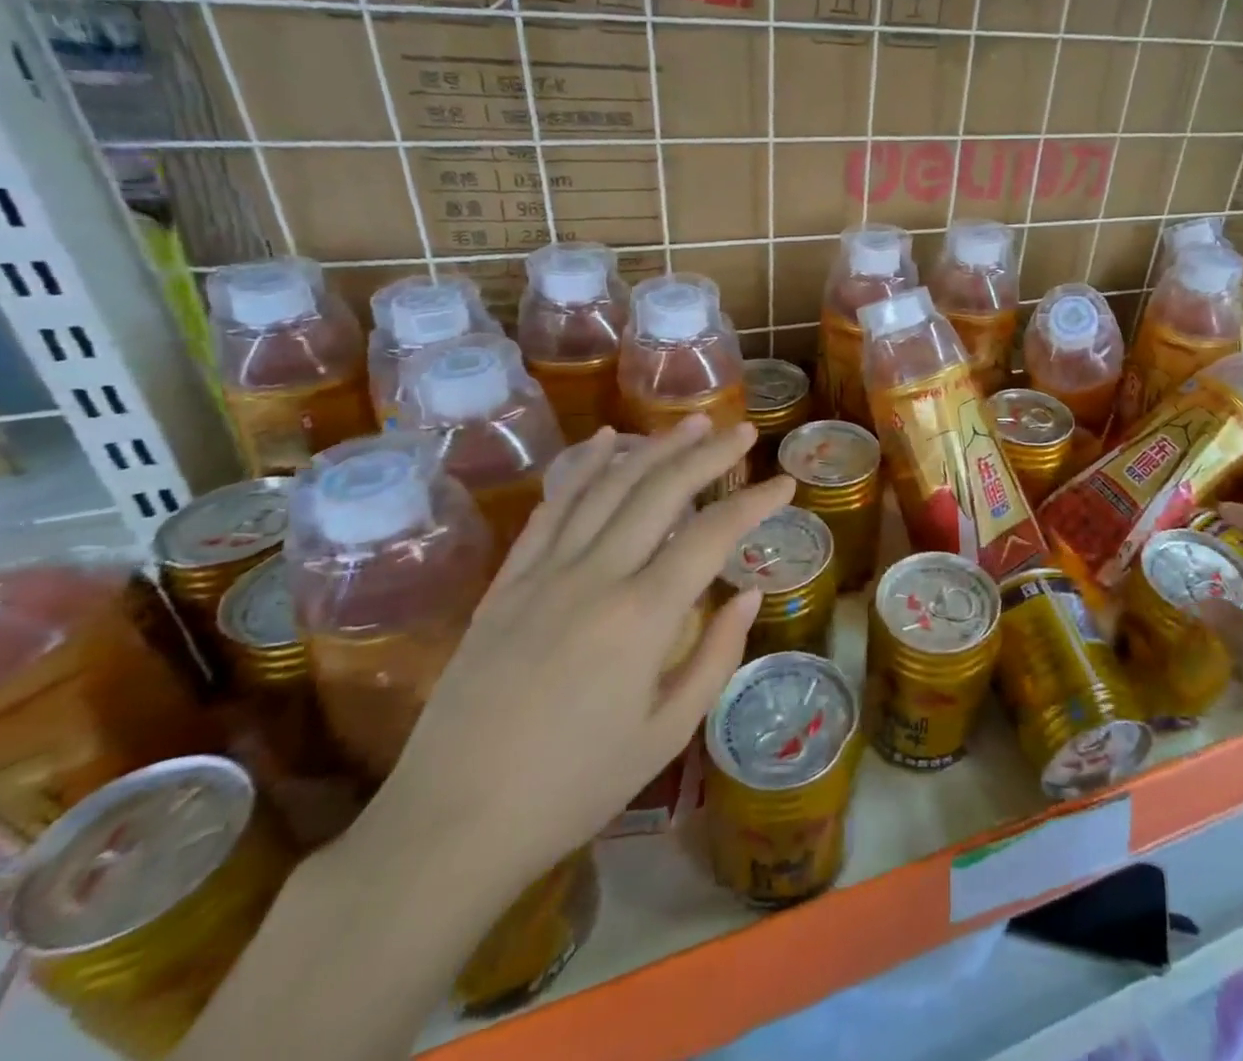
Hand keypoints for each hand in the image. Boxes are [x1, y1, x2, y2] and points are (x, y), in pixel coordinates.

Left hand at [350, 419, 784, 892]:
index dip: (754, 504)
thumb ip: (715, 655)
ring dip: (653, 448)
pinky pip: (551, 509)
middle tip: (743, 432)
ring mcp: (544, 575)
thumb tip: (748, 593)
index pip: (713, 536)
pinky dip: (583, 468)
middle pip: (660, 492)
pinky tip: (606, 442)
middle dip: (708, 455)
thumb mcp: (666, 734)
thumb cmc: (573, 788)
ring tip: (690, 424)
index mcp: (642, 617)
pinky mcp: (506, 583)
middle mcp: (595, 577)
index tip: (785, 485)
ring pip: (606, 487)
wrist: (449, 826)